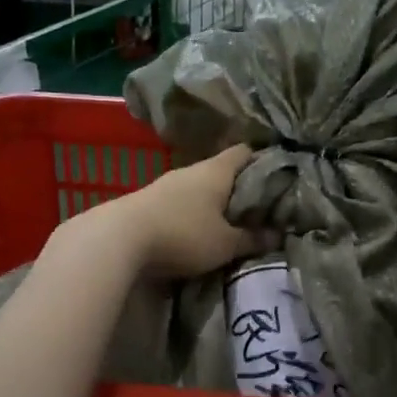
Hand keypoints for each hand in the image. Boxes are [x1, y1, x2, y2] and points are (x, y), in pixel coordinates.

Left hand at [78, 144, 274, 279]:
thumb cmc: (183, 234)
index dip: (262, 161)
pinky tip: (195, 230)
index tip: (276, 178)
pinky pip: (179, 201)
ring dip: (212, 201)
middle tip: (255, 208)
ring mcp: (166, 183)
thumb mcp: (225, 244)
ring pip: (198, 186)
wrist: (118, 239)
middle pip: (221, 170)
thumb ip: (252, 239)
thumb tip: (278, 235)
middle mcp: (192, 170)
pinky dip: (191, 212)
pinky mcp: (148, 201)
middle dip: (237, 187)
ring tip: (227, 222)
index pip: (244, 152)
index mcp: (216, 170)